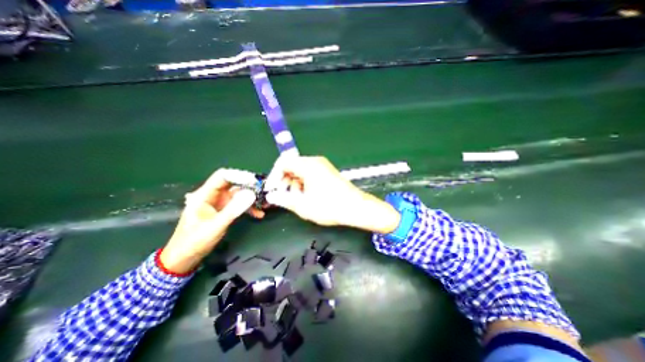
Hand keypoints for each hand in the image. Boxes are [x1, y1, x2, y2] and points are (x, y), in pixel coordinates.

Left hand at [159, 169, 261, 273]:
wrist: (184, 258)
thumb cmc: (195, 241)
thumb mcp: (216, 225)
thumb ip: (234, 209)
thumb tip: (252, 194)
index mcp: (205, 194)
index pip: (223, 176)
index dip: (239, 176)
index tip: (255, 182)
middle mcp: (213, 195)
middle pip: (234, 184)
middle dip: (250, 187)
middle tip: (264, 193)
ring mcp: (219, 203)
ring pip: (239, 195)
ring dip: (252, 199)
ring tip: (265, 204)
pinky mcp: (224, 210)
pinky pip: (239, 204)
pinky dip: (249, 208)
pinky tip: (258, 214)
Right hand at [265, 156, 401, 234]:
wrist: (356, 208)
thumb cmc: (329, 206)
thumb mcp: (303, 205)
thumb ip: (284, 199)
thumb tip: (271, 195)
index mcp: (308, 165)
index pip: (283, 162)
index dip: (274, 175)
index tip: (272, 189)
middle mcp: (315, 162)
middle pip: (292, 165)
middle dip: (284, 181)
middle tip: (283, 196)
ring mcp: (322, 166)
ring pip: (300, 171)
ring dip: (294, 184)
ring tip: (297, 199)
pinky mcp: (327, 172)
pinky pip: (309, 174)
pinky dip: (303, 184)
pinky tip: (307, 197)